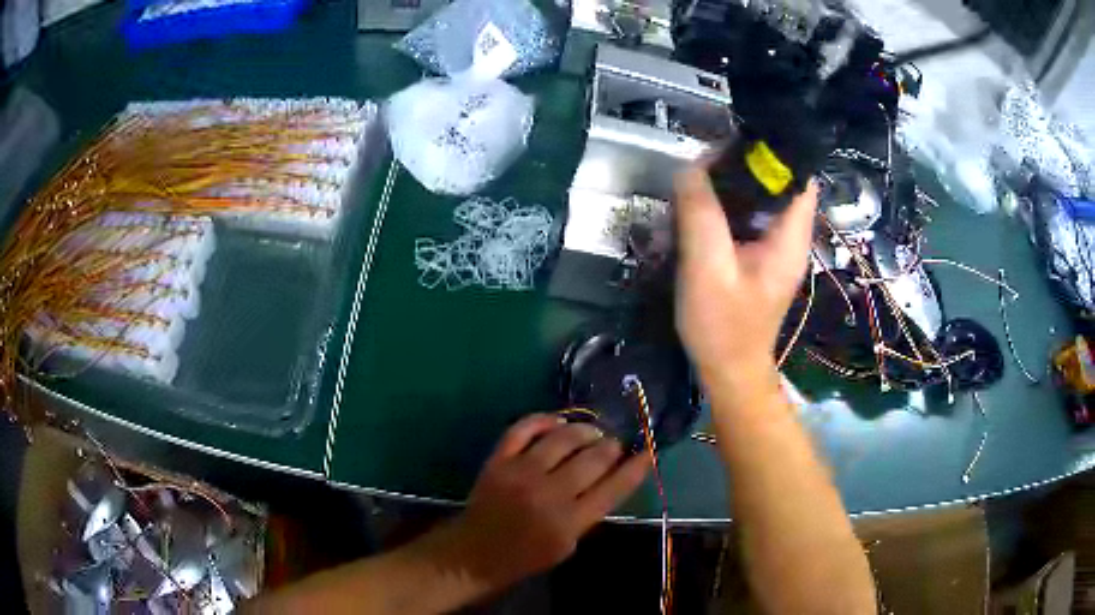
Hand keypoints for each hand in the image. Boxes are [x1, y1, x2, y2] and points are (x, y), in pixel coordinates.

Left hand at [443, 414, 648, 589]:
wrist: (475, 553)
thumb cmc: (526, 556)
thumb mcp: (568, 545)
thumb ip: (589, 513)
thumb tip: (610, 477)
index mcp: (570, 521)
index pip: (615, 487)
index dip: (637, 467)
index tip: (648, 451)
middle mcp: (549, 493)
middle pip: (594, 457)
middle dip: (611, 446)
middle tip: (613, 445)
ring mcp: (521, 472)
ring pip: (564, 436)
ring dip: (585, 430)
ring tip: (591, 433)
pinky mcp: (499, 460)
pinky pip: (524, 428)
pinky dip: (543, 419)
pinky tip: (557, 421)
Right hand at [674, 167, 817, 384]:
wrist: (728, 372)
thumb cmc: (723, 326)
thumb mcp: (707, 268)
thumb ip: (701, 215)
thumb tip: (690, 168)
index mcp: (791, 236)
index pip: (799, 175)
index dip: (773, 151)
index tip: (735, 140)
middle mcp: (790, 236)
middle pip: (778, 181)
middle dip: (745, 163)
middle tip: (705, 159)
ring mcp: (775, 246)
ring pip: (761, 196)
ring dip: (732, 183)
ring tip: (698, 178)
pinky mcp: (759, 255)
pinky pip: (747, 215)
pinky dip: (727, 204)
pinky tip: (701, 207)